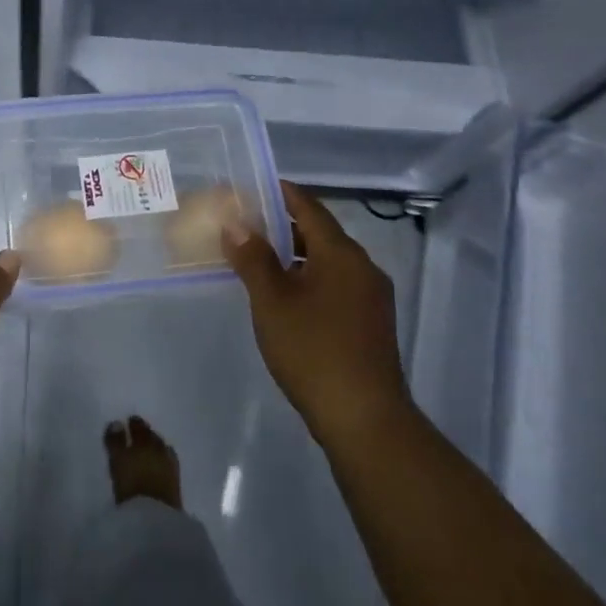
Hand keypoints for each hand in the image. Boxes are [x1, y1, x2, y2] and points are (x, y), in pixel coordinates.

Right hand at [221, 181, 409, 445]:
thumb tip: (235, 223)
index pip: (308, 207)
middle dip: (282, 224)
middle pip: (319, 232)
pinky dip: (309, 277)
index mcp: (341, 254)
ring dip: (295, 254)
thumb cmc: (313, 350)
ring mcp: (371, 297)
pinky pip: (336, 284)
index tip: (251, 186)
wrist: (364, 420)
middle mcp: (363, 267)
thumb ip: (252, 258)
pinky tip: (285, 294)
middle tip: (245, 223)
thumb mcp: (272, 301)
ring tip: (257, 257)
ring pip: (328, 261)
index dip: (280, 193)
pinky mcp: (371, 323)